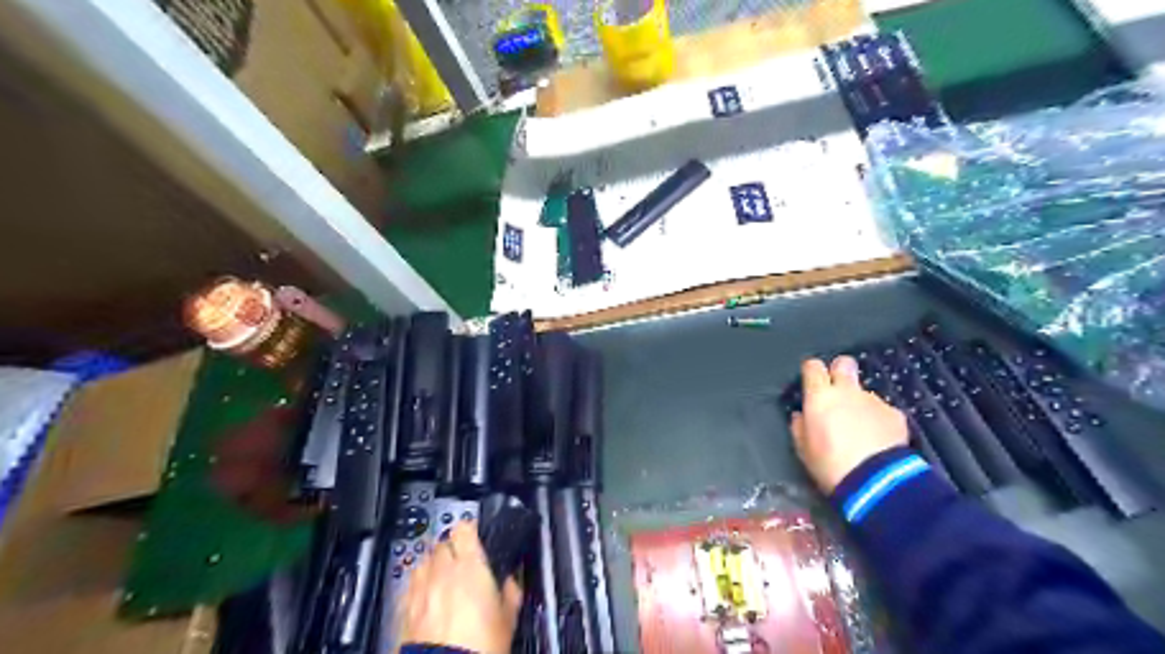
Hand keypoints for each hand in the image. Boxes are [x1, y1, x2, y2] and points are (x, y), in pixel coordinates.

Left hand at [401, 521, 522, 653]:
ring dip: (433, 565)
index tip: (475, 534)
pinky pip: (409, 586)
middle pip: (442, 543)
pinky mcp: (403, 610)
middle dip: (452, 548)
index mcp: (470, 566)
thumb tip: (511, 582)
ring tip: (443, 579)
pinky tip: (426, 599)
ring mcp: (420, 589)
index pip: (464, 528)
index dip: (470, 529)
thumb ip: (510, 591)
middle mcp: (442, 572)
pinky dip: (418, 587)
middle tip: (463, 561)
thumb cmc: (478, 648)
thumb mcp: (508, 618)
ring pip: (423, 562)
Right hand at [793, 357, 909, 489]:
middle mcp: (847, 391)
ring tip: (861, 431)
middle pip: (843, 364)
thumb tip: (800, 416)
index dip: (812, 372)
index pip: (813, 366)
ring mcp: (874, 401)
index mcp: (820, 396)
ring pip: (863, 393)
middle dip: (840, 371)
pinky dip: (879, 421)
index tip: (811, 382)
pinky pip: (882, 411)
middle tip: (837, 391)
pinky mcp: (895, 414)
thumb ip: (800, 427)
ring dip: (859, 404)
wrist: (876, 481)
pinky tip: (879, 441)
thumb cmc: (830, 464)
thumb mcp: (803, 449)